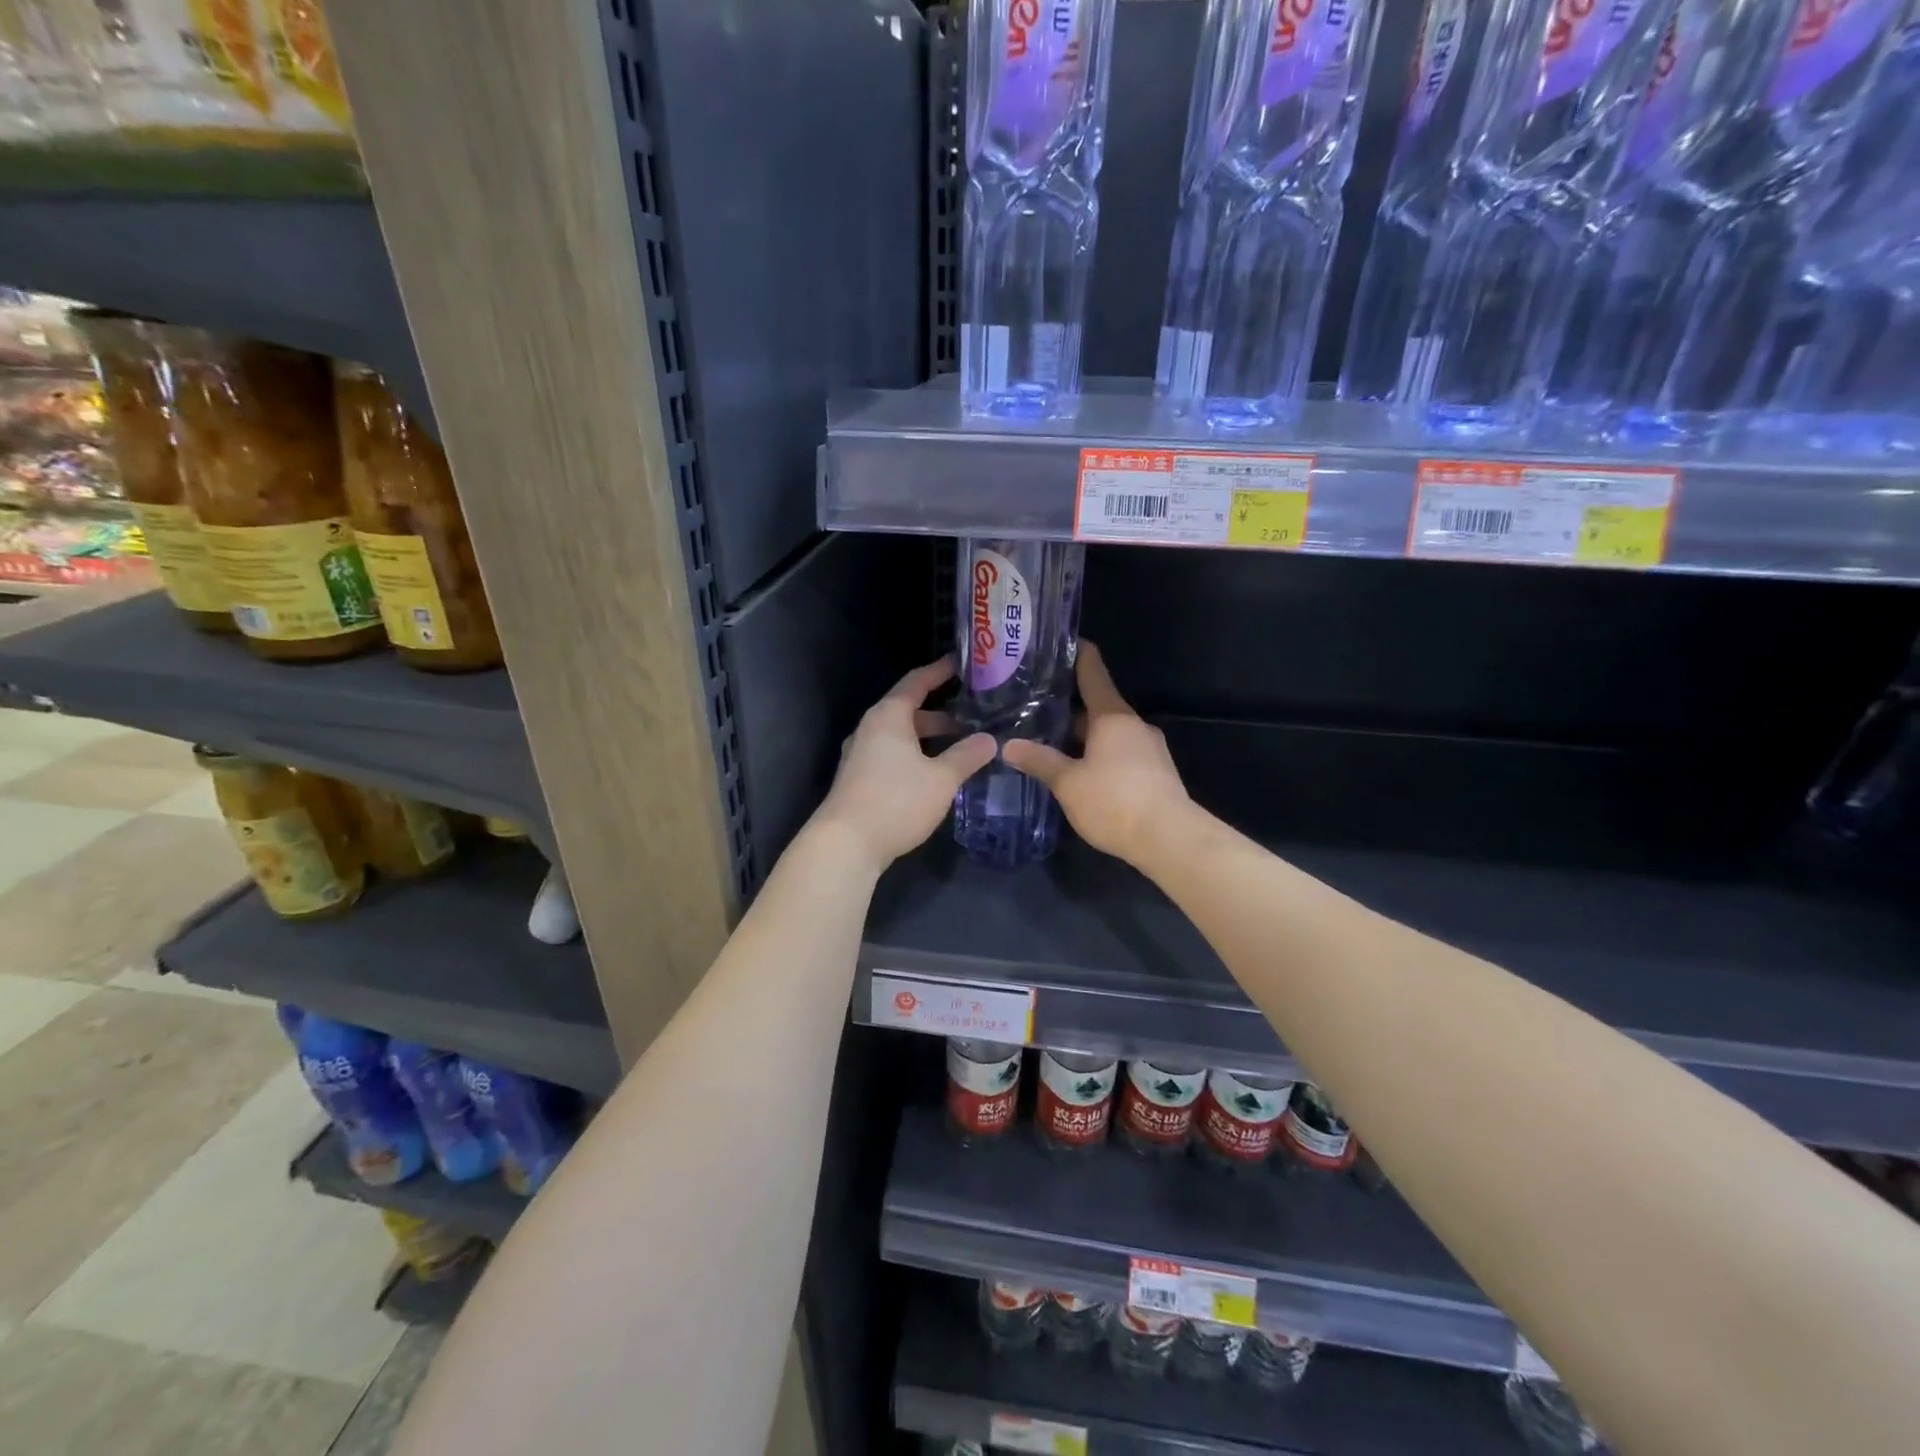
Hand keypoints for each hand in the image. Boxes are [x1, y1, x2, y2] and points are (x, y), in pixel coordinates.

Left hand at [813, 657, 996, 872]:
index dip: (941, 671)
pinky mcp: (860, 778)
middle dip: (942, 712)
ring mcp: (862, 754)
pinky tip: (937, 772)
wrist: (846, 844)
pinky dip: (917, 754)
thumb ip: (967, 756)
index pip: (917, 681)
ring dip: (930, 737)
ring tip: (963, 745)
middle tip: (975, 714)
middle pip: (909, 710)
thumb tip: (990, 739)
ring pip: (902, 735)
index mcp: (888, 716)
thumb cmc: (896, 801)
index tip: (964, 664)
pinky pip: (894, 754)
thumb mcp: (941, 779)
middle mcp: (871, 728)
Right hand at [1003, 642, 1191, 865]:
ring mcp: (1149, 748)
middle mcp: (1134, 724)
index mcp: (1112, 716)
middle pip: (1098, 705)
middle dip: (1069, 706)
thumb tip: (1008, 745)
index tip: (1061, 642)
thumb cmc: (1115, 801)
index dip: (1077, 654)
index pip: (1093, 672)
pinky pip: (1121, 752)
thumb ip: (1039, 761)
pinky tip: (1081, 771)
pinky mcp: (1156, 772)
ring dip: (1084, 735)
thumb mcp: (1068, 783)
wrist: (1170, 839)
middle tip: (1036, 706)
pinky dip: (1100, 753)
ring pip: (1109, 732)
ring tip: (1052, 741)